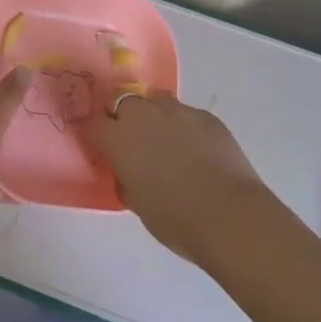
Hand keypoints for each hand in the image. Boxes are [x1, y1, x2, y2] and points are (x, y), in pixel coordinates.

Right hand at [77, 93, 270, 262]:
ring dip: (154, 116)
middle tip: (133, 142)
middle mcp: (144, 116)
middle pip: (122, 102)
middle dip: (123, 117)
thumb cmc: (175, 219)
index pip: (92, 122)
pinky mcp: (206, 116)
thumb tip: (129, 173)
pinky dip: (185, 127)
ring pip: (156, 101)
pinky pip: (186, 114)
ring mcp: (177, 112)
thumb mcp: (138, 205)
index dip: (94, 132)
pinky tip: (197, 151)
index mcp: (119, 139)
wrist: (228, 214)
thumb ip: (127, 181)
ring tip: (166, 141)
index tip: (100, 145)